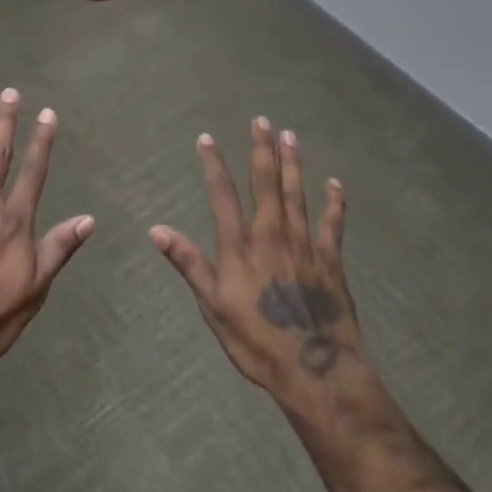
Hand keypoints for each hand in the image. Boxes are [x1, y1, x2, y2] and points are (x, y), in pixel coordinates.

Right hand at [150, 118, 362, 406]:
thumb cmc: (256, 341)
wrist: (314, 370)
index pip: (222, 193)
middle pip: (266, 182)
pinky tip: (335, 184)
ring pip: (297, 194)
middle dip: (262, 149)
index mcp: (240, 244)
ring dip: (293, 163)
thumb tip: (156, 229)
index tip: (206, 138)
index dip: (213, 163)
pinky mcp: (330, 261)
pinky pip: (333, 224)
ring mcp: (304, 245)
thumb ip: (189, 263)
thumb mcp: (213, 306)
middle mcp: (271, 233)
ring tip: (290, 136)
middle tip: (262, 120)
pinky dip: (334, 203)